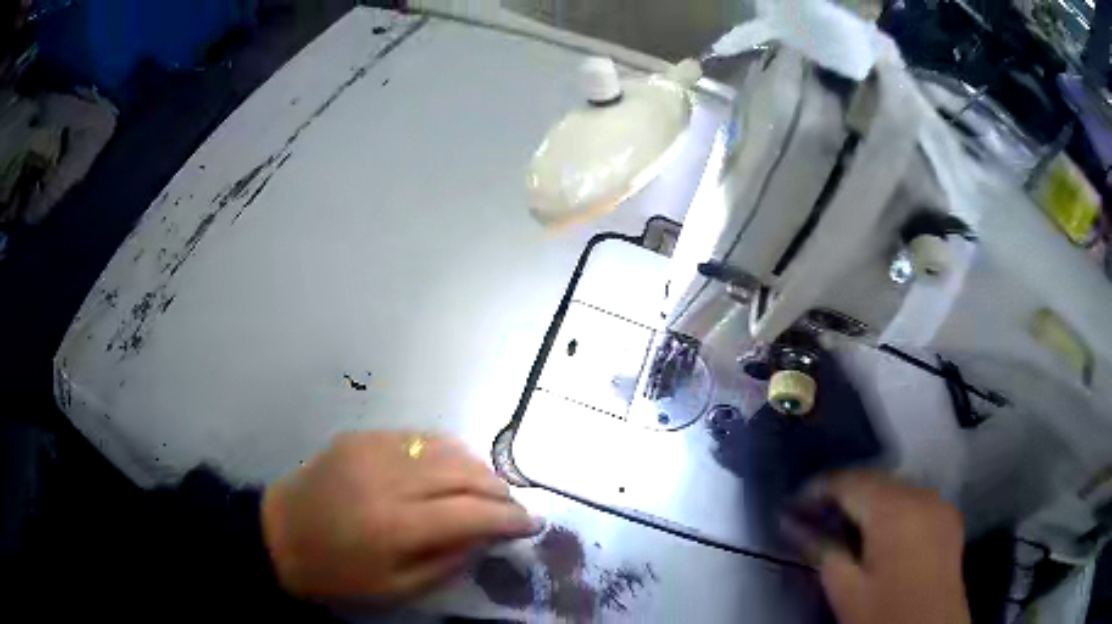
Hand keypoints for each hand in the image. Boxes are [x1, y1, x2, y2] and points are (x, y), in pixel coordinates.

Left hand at [261, 431, 541, 600]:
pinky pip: (417, 437)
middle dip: (499, 490)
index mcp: (395, 525)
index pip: (471, 513)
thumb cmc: (337, 573)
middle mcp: (388, 478)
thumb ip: (447, 561)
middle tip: (514, 508)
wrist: (279, 535)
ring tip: (488, 489)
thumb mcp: (396, 588)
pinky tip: (450, 470)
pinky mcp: (360, 437)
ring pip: (445, 448)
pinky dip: (445, 453)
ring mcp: (372, 449)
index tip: (534, 524)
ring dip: (477, 468)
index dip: (509, 518)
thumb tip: (487, 536)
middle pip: (464, 472)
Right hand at [796, 471, 970, 623]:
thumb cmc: (884, 615)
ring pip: (896, 489)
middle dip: (844, 495)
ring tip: (843, 525)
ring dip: (868, 501)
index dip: (819, 488)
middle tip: (814, 516)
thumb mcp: (845, 589)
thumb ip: (821, 550)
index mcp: (894, 510)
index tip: (793, 503)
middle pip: (875, 480)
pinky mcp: (949, 518)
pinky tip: (879, 533)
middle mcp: (921, 495)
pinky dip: (892, 509)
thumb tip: (792, 524)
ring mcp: (939, 504)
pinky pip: (915, 500)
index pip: (850, 481)